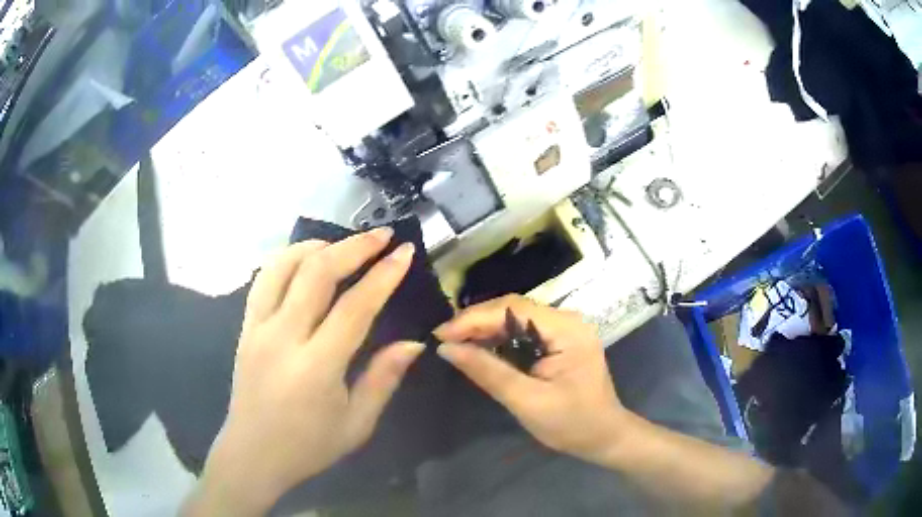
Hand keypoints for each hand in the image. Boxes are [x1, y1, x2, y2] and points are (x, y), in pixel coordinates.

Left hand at [187, 228, 423, 515]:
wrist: (252, 453)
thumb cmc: (308, 446)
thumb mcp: (356, 424)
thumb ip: (383, 379)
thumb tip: (414, 343)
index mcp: (315, 367)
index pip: (354, 308)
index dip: (383, 276)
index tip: (405, 252)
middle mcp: (282, 338)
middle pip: (317, 273)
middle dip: (354, 247)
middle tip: (382, 235)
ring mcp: (257, 329)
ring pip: (283, 267)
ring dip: (316, 246)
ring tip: (342, 243)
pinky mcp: (244, 328)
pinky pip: (263, 280)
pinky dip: (286, 259)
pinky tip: (304, 260)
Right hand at [434, 295, 627, 463]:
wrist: (603, 436)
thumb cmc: (571, 423)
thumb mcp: (527, 401)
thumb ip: (488, 372)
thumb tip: (446, 348)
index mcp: (567, 329)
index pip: (513, 309)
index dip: (473, 318)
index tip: (440, 335)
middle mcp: (567, 320)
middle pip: (513, 309)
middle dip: (476, 322)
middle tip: (444, 340)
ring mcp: (564, 328)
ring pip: (515, 318)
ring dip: (485, 329)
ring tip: (454, 343)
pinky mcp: (559, 340)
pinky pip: (523, 330)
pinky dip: (498, 338)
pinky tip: (479, 348)